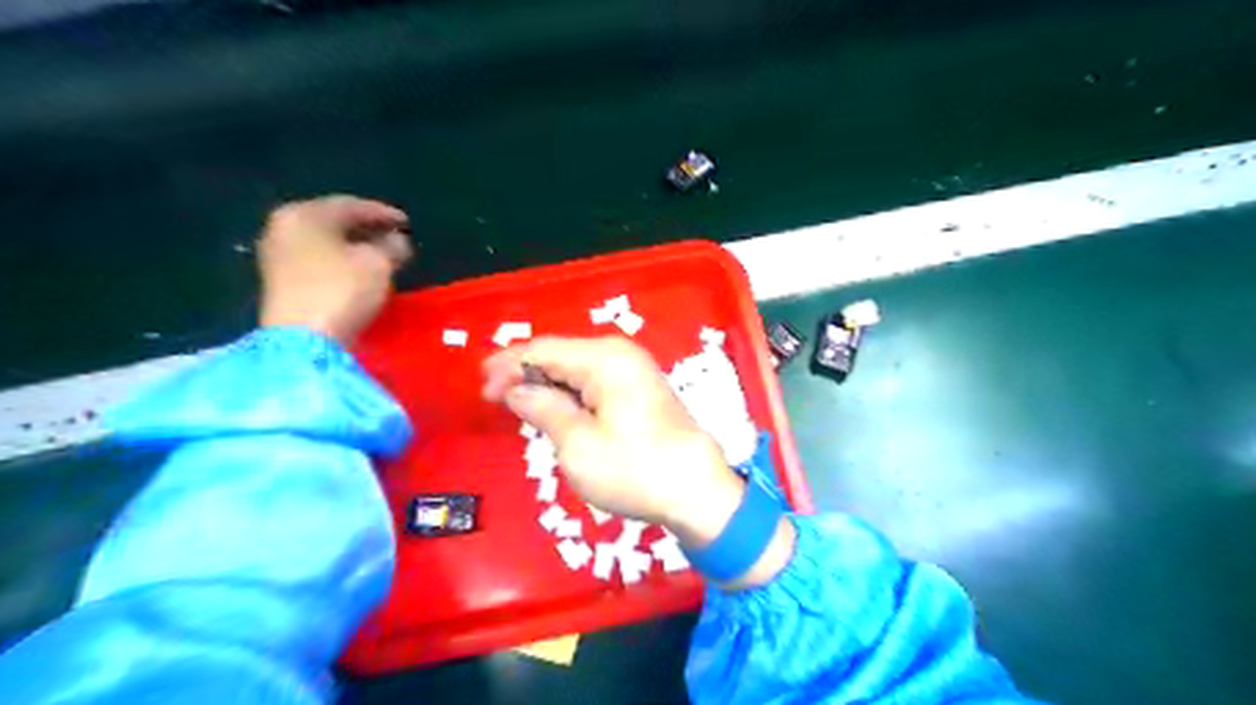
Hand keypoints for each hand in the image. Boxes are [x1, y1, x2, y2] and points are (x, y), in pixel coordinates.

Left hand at [253, 196, 411, 345]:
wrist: (302, 340)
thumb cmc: (342, 290)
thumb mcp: (379, 264)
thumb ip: (392, 246)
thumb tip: (397, 241)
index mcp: (305, 214)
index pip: (350, 205)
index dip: (383, 213)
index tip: (407, 223)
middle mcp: (284, 227)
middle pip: (333, 221)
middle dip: (367, 228)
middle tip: (395, 237)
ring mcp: (277, 254)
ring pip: (325, 241)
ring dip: (354, 246)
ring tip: (381, 255)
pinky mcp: (280, 281)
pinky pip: (317, 260)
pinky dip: (340, 261)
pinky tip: (359, 271)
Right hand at [482, 340, 742, 547]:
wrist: (697, 490)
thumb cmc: (633, 469)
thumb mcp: (578, 444)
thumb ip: (543, 409)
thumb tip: (517, 390)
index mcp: (604, 359)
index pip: (543, 350)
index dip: (508, 366)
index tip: (481, 388)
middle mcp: (620, 355)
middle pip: (560, 354)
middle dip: (524, 372)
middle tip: (491, 395)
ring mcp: (633, 371)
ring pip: (576, 368)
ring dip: (545, 383)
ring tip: (515, 402)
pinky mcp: (640, 389)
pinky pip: (593, 381)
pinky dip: (568, 393)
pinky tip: (552, 407)